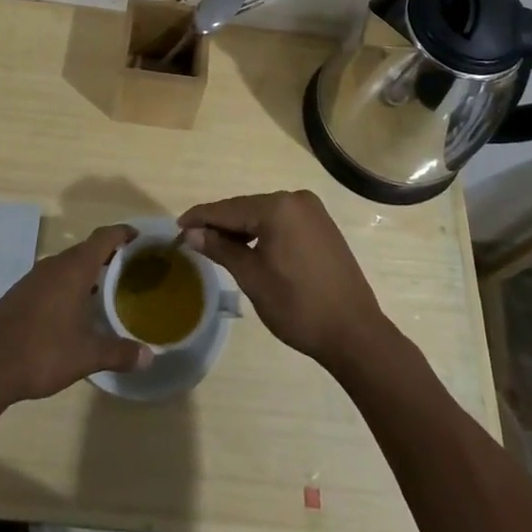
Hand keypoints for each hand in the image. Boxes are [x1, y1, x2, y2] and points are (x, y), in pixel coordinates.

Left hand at [0, 224, 152, 405]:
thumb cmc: (42, 353)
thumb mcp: (86, 356)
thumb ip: (119, 353)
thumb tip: (149, 357)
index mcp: (74, 269)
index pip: (104, 237)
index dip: (123, 234)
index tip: (140, 239)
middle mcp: (54, 265)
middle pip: (86, 248)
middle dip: (108, 254)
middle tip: (129, 269)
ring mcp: (33, 278)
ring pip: (67, 264)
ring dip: (87, 271)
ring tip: (105, 289)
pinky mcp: (19, 293)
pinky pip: (52, 278)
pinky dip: (68, 284)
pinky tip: (72, 309)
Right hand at [178, 190, 392, 373]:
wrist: (354, 332)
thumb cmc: (298, 306)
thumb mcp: (252, 277)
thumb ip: (221, 249)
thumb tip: (192, 233)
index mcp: (278, 207)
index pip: (228, 208)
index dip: (200, 218)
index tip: (177, 227)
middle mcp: (296, 199)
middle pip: (246, 208)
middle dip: (220, 224)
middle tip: (193, 240)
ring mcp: (313, 211)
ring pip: (264, 214)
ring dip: (241, 229)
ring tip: (217, 247)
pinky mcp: (322, 226)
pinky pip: (283, 222)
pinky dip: (263, 232)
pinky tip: (250, 248)